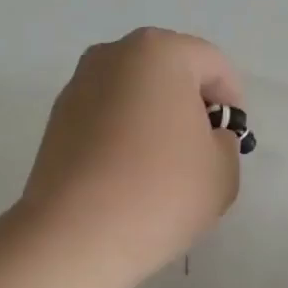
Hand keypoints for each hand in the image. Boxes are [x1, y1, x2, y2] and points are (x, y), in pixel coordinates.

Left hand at [21, 28, 245, 285]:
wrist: (76, 235)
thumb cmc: (162, 191)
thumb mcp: (223, 170)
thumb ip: (225, 143)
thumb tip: (204, 138)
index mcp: (160, 52)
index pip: (213, 65)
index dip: (231, 102)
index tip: (231, 141)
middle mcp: (113, 55)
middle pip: (168, 72)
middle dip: (189, 105)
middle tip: (200, 151)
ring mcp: (77, 86)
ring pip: (133, 95)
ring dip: (153, 120)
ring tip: (161, 168)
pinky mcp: (55, 120)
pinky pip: (106, 118)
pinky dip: (122, 136)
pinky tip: (128, 176)